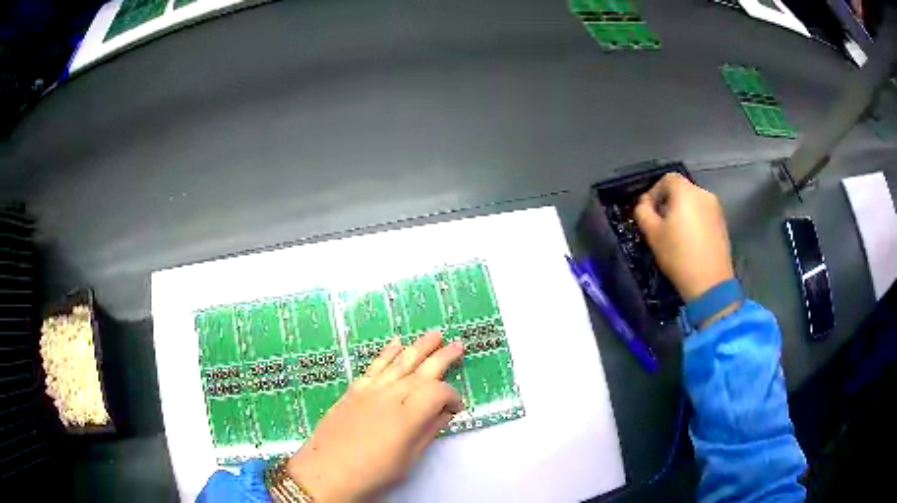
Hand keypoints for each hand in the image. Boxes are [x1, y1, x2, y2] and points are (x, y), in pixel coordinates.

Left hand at [285, 332, 463, 501]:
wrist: (326, 472)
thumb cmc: (371, 474)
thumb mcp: (407, 459)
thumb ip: (428, 431)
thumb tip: (445, 413)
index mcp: (407, 417)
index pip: (438, 392)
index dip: (452, 396)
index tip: (456, 408)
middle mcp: (390, 397)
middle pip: (422, 369)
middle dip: (443, 356)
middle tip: (458, 345)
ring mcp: (370, 391)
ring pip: (399, 362)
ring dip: (419, 346)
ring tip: (434, 335)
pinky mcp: (354, 390)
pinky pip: (374, 366)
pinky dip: (387, 353)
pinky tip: (396, 343)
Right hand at [634, 173, 734, 301]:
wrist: (710, 283)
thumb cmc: (679, 255)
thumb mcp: (653, 234)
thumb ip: (643, 212)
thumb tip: (643, 204)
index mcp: (686, 192)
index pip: (667, 178)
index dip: (655, 191)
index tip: (648, 210)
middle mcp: (703, 194)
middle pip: (682, 189)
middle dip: (668, 202)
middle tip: (660, 223)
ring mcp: (716, 209)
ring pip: (694, 202)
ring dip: (682, 212)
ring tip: (675, 234)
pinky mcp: (723, 224)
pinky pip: (704, 214)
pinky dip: (695, 221)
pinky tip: (690, 241)